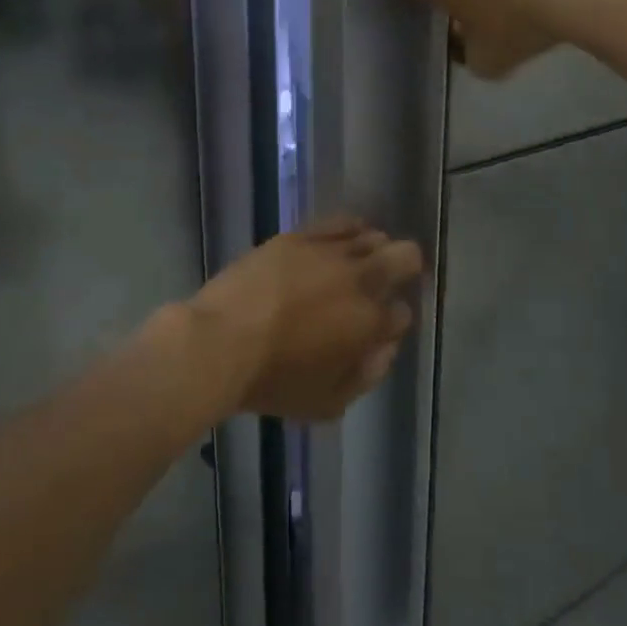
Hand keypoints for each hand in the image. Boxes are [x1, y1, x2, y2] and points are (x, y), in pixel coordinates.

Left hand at [188, 218, 422, 421]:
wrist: (220, 343)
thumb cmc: (273, 381)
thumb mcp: (328, 403)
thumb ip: (368, 375)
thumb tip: (387, 347)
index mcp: (369, 323)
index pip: (402, 314)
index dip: (393, 321)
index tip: (378, 327)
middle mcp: (359, 280)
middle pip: (405, 257)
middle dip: (406, 268)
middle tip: (391, 280)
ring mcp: (330, 253)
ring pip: (374, 236)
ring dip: (375, 249)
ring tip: (360, 261)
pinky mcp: (301, 236)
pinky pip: (340, 222)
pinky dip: (351, 229)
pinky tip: (346, 237)